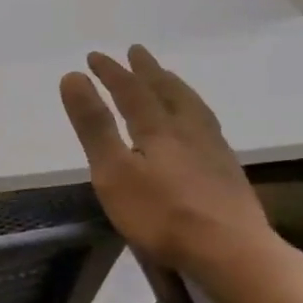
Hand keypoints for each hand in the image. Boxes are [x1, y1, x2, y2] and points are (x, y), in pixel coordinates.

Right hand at [58, 46, 272, 281]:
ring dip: (175, 88)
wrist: (229, 250)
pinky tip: (197, 125)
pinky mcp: (227, 172)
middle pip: (167, 92)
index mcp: (158, 128)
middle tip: (137, 52)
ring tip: (168, 79)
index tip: (94, 56)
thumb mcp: (113, 171)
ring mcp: (213, 150)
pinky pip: (207, 126)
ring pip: (193, 107)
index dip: (111, 73)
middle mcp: (189, 130)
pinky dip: (194, 112)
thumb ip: (94, 125)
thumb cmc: (160, 214)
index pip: (131, 91)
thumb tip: (73, 77)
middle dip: (147, 72)